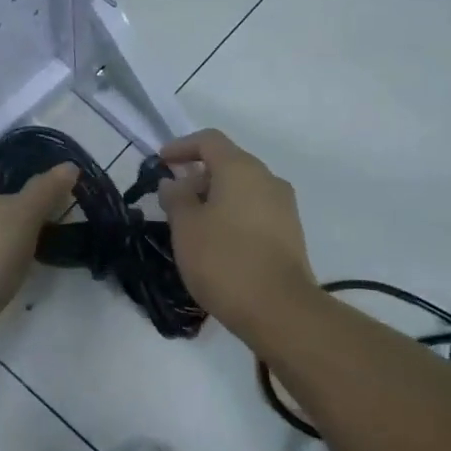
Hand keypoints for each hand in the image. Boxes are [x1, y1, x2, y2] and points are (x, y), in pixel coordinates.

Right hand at [157, 129, 319, 337]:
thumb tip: (174, 182)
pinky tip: (217, 243)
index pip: (209, 140)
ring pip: (242, 189)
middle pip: (227, 164)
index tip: (160, 162)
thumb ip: (175, 197)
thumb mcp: (185, 227)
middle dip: (197, 177)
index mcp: (241, 168)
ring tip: (192, 226)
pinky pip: (255, 211)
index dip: (181, 146)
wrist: (280, 309)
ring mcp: (284, 206)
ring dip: (215, 199)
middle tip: (172, 202)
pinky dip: (232, 216)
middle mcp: (267, 178)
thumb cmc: (224, 260)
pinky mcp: (291, 233)